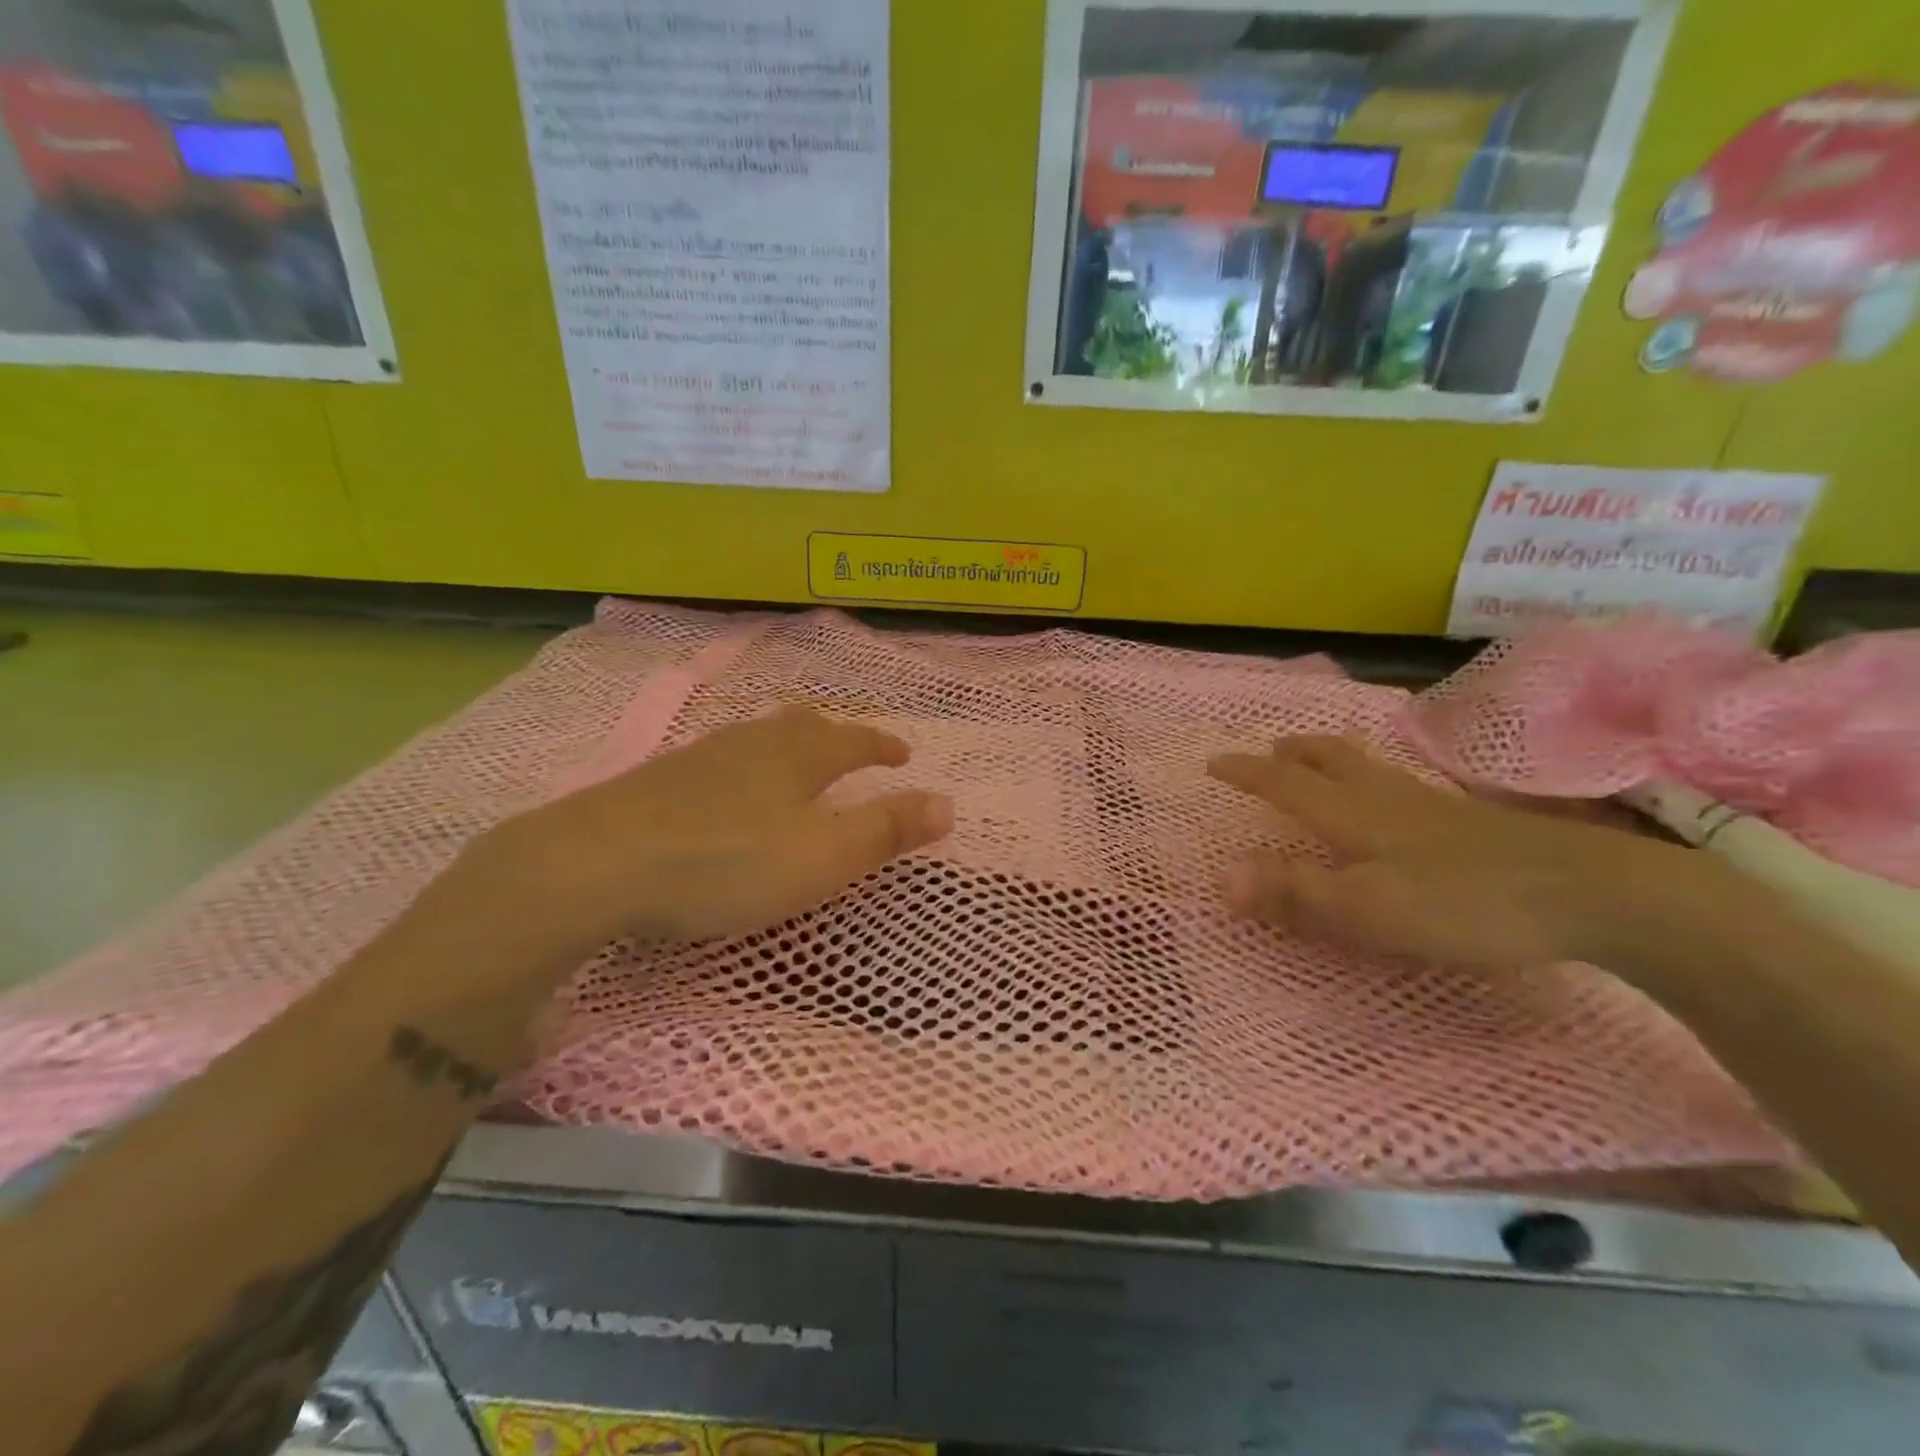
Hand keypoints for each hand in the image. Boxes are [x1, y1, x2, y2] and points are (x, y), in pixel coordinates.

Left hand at [471, 707, 952, 961]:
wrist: (597, 865)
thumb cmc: (727, 863)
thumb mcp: (822, 857)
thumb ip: (887, 830)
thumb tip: (948, 804)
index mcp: (797, 755)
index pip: (854, 739)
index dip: (882, 745)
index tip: (903, 753)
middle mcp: (752, 742)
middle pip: (802, 726)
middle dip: (834, 736)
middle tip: (849, 749)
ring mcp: (700, 757)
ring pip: (757, 738)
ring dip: (787, 747)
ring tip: (794, 766)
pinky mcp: (658, 781)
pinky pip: (720, 760)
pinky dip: (744, 768)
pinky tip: (727, 792)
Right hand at [1207, 735, 1714, 972]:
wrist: (1592, 893)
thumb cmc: (1466, 904)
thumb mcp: (1368, 910)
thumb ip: (1294, 894)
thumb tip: (1220, 877)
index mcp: (1353, 816)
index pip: (1285, 785)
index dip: (1247, 774)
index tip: (1214, 763)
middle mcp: (1385, 799)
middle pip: (1330, 760)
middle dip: (1293, 753)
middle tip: (1270, 748)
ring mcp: (1432, 806)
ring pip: (1368, 767)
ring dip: (1331, 756)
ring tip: (1317, 758)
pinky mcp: (1469, 820)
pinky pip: (1400, 783)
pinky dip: (1373, 775)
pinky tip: (1393, 796)